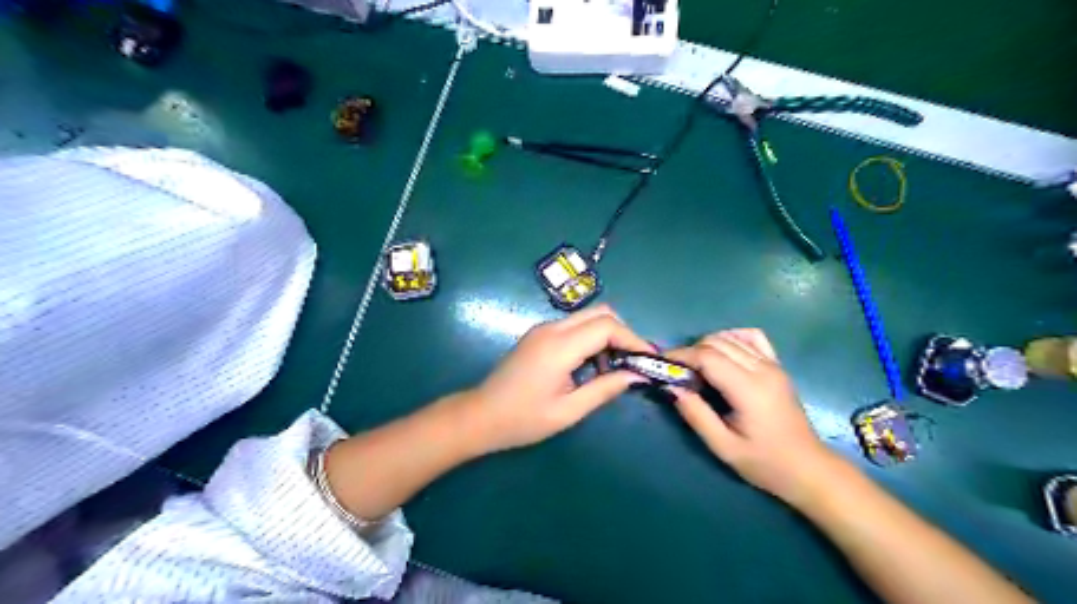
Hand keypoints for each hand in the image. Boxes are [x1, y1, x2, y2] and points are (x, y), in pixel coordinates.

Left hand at [461, 308, 645, 453]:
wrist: (481, 415)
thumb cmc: (523, 419)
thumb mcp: (569, 411)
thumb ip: (605, 389)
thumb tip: (637, 375)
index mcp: (559, 347)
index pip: (607, 326)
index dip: (633, 339)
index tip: (648, 359)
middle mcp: (552, 328)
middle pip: (600, 313)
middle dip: (623, 334)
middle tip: (633, 362)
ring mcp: (543, 329)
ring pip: (588, 317)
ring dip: (607, 336)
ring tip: (612, 369)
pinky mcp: (539, 334)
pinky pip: (574, 327)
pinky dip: (591, 339)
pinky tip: (591, 366)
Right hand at [666, 330, 840, 504]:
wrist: (808, 468)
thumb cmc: (765, 463)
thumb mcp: (723, 447)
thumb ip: (696, 414)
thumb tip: (671, 387)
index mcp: (748, 389)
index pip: (708, 357)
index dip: (681, 355)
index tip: (662, 363)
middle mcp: (762, 369)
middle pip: (717, 342)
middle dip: (690, 351)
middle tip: (675, 370)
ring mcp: (772, 365)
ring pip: (731, 337)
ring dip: (707, 345)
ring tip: (695, 366)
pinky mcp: (777, 366)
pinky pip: (752, 338)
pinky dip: (732, 338)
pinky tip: (723, 353)